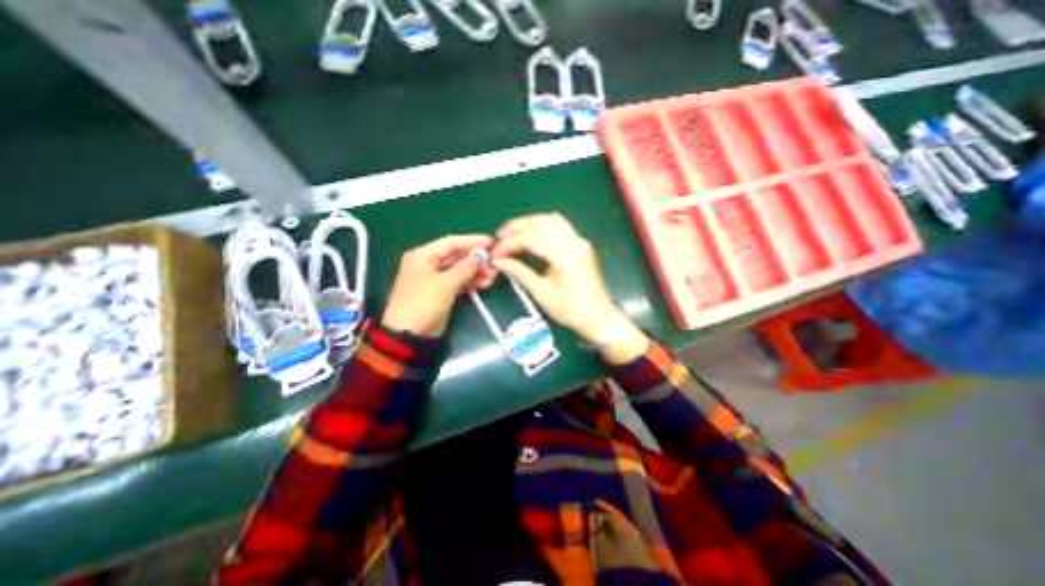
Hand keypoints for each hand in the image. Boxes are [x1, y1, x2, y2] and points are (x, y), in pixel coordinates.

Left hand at [383, 231, 496, 335]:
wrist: (409, 335)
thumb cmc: (424, 303)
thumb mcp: (446, 283)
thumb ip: (466, 267)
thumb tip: (482, 256)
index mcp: (423, 255)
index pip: (451, 242)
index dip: (472, 241)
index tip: (492, 242)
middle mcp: (428, 264)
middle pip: (456, 257)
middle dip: (476, 260)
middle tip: (495, 262)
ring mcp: (435, 279)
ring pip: (459, 270)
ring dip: (476, 272)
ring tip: (493, 275)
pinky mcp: (441, 292)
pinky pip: (458, 282)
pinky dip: (471, 282)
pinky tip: (485, 283)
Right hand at [490, 214, 646, 362]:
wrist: (599, 316)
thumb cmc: (571, 310)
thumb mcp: (542, 294)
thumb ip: (521, 273)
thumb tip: (500, 262)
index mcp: (564, 257)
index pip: (531, 239)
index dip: (510, 243)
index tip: (496, 252)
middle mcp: (573, 243)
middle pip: (541, 222)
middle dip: (518, 226)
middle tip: (500, 236)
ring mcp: (579, 241)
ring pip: (551, 219)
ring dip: (531, 222)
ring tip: (514, 233)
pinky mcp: (581, 244)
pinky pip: (561, 225)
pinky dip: (544, 225)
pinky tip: (533, 234)